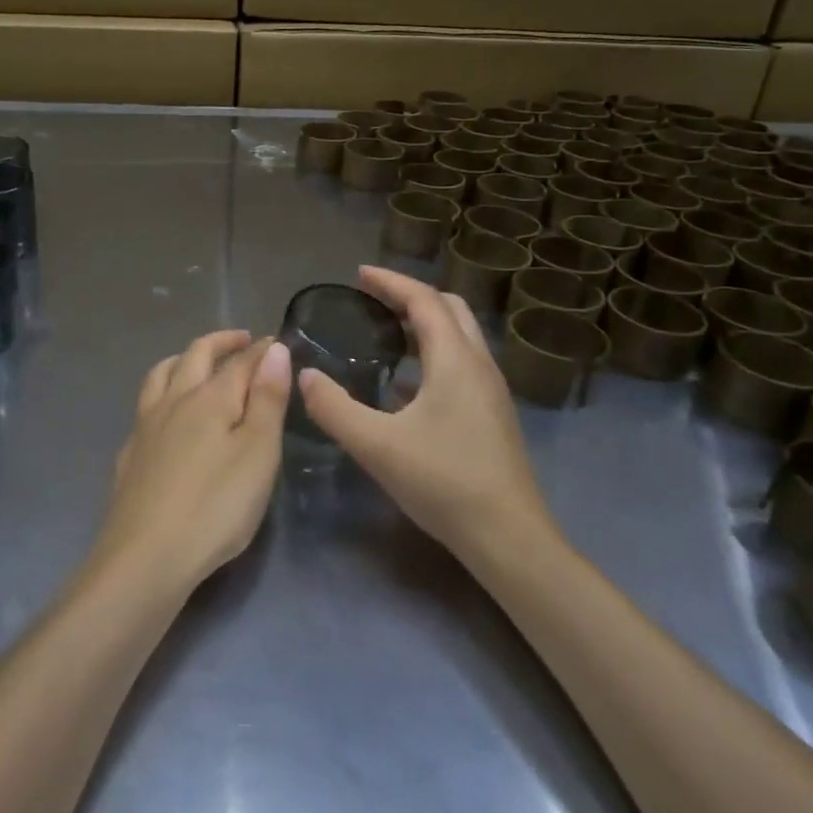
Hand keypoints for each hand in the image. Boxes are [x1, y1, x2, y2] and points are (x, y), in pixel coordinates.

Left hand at [95, 330, 291, 593]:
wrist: (145, 556)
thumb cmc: (215, 506)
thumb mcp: (258, 453)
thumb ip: (267, 399)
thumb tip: (272, 348)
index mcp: (210, 398)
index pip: (240, 361)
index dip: (260, 349)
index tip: (277, 342)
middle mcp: (174, 400)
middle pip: (195, 355)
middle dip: (220, 342)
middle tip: (241, 340)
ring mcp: (146, 426)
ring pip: (161, 374)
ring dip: (183, 359)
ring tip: (197, 361)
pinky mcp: (130, 453)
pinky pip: (146, 405)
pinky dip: (162, 394)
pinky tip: (166, 415)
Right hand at [299, 266, 559, 563]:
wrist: (508, 538)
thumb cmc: (444, 482)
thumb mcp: (376, 446)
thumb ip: (334, 407)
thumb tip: (304, 375)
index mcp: (455, 360)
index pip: (423, 300)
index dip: (390, 282)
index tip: (359, 274)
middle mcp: (479, 365)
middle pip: (449, 308)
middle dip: (410, 296)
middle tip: (373, 300)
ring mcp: (490, 390)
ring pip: (460, 336)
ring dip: (425, 323)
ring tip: (385, 333)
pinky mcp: (492, 413)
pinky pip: (461, 362)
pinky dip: (433, 353)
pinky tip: (404, 385)